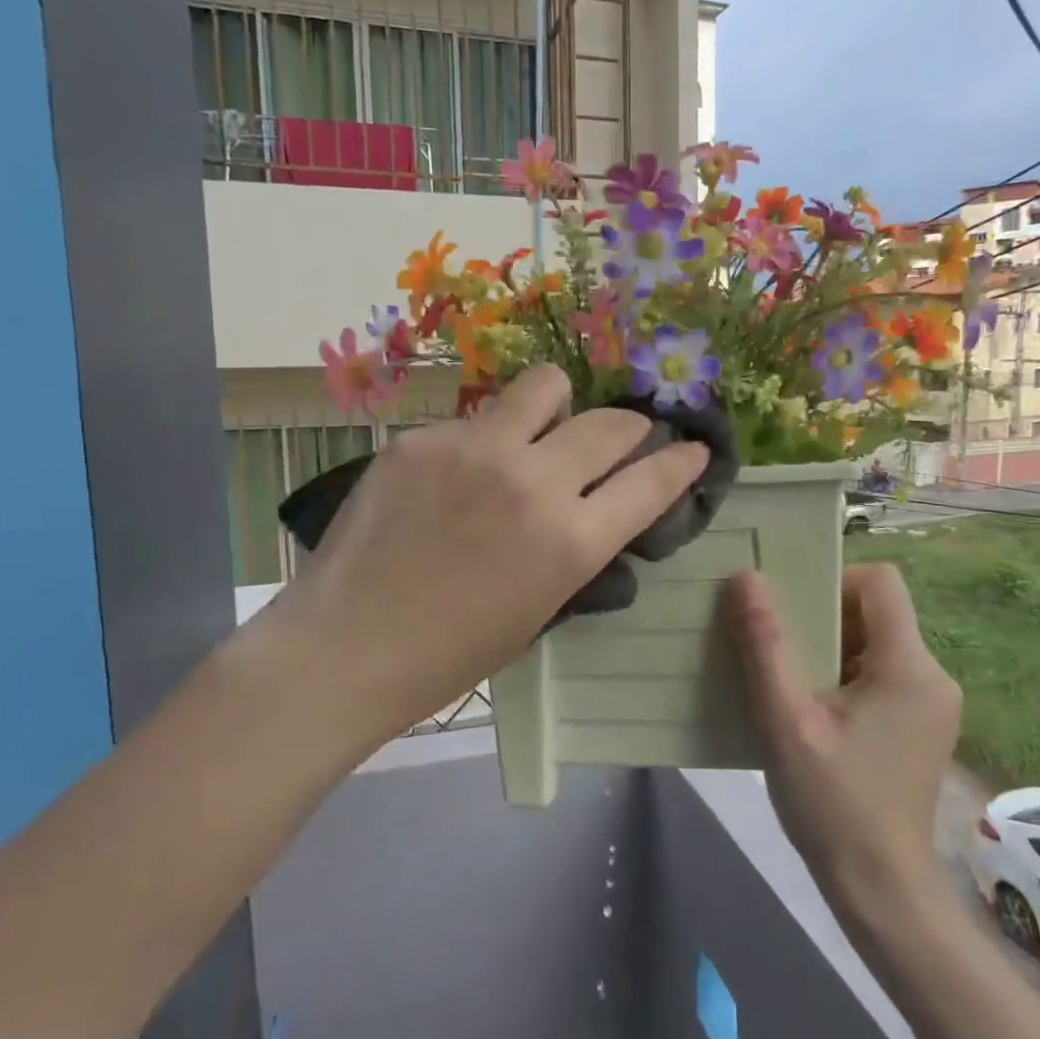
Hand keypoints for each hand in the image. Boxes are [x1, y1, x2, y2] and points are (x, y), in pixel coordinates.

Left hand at [266, 366, 708, 739]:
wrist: (347, 647)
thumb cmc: (452, 653)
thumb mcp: (540, 608)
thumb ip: (577, 549)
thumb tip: (596, 509)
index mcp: (571, 541)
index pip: (652, 482)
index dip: (682, 462)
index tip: (692, 449)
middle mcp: (533, 480)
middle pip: (610, 423)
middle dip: (631, 429)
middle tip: (621, 440)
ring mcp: (475, 450)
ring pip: (545, 385)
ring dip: (559, 405)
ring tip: (542, 428)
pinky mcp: (423, 438)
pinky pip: (476, 419)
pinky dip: (486, 439)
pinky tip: (458, 474)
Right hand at [725, 564, 961, 913]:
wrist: (881, 891)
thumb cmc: (833, 804)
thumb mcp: (786, 721)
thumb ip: (765, 646)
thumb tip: (745, 579)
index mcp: (909, 667)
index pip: (880, 582)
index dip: (831, 579)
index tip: (788, 606)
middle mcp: (932, 676)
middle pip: (875, 612)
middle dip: (821, 618)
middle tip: (773, 641)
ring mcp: (931, 703)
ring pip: (874, 644)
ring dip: (828, 649)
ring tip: (784, 675)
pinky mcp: (921, 726)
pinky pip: (879, 675)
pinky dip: (842, 676)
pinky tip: (808, 707)